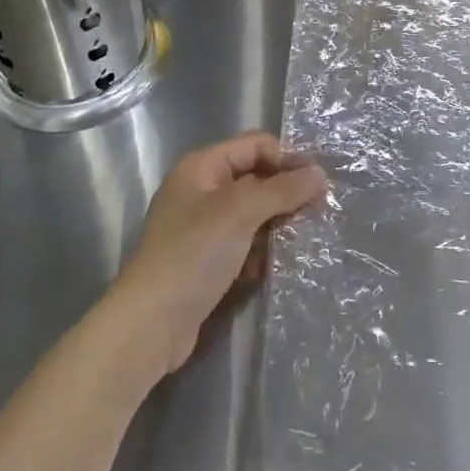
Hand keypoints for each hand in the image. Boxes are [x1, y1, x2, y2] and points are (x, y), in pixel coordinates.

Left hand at [108, 133, 325, 375]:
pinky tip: (282, 265)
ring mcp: (201, 229)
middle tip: (319, 212)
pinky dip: (262, 252)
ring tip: (307, 239)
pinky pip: (243, 245)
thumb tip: (320, 173)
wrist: (150, 325)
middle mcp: (200, 191)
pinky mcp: (206, 262)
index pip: (255, 145)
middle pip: (255, 179)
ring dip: (277, 226)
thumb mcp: (241, 212)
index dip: (287, 158)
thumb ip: (282, 189)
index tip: (319, 183)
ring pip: (252, 215)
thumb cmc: (193, 254)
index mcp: (202, 167)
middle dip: (286, 194)